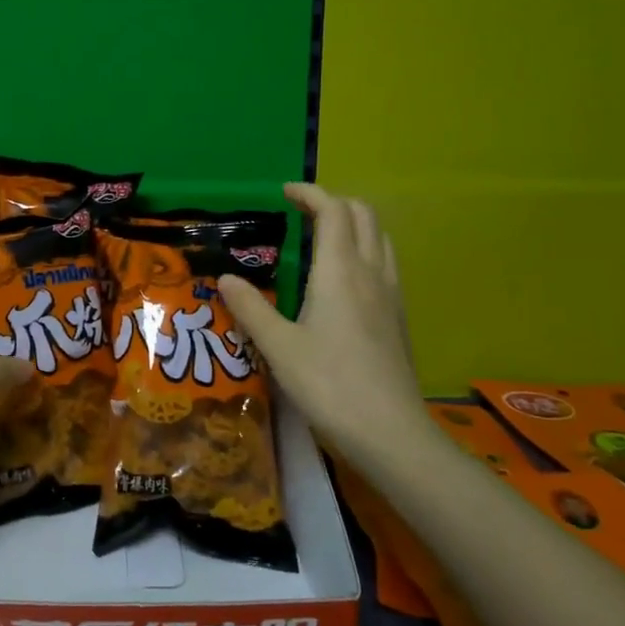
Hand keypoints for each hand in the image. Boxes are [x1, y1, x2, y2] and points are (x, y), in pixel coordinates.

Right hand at [218, 183, 427, 461]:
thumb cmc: (329, 384)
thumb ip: (251, 308)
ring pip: (379, 239)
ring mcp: (391, 295)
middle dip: (334, 203)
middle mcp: (371, 273)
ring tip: (321, 241)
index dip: (310, 193)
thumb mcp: (278, 347)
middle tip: (301, 214)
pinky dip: (364, 251)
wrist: (390, 432)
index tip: (284, 193)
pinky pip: (385, 264)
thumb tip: (226, 278)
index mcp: (341, 271)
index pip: (334, 211)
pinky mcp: (398, 318)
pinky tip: (343, 282)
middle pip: (364, 216)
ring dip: (353, 226)